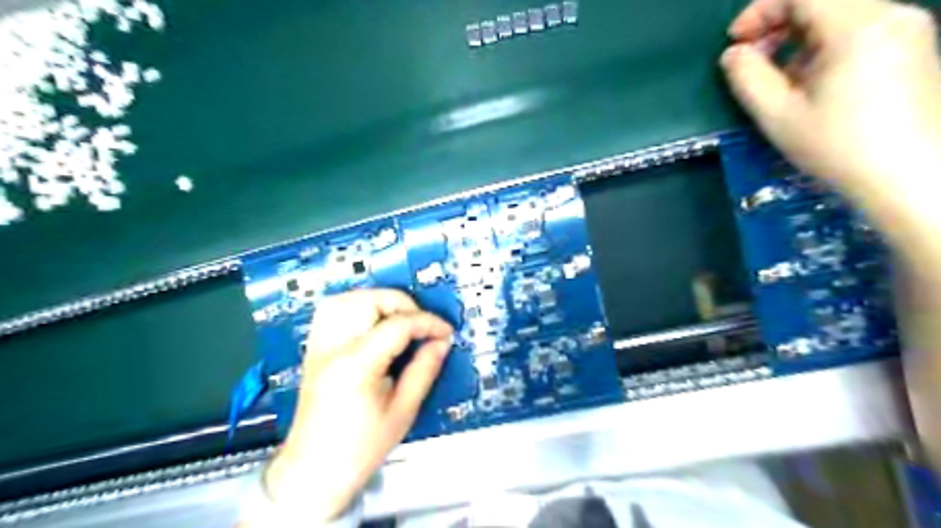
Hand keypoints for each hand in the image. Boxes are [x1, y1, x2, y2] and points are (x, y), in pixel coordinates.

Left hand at [260, 290, 451, 521]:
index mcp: (356, 365)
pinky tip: (372, 321)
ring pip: (346, 298)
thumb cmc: (360, 448)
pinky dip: (355, 306)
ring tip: (399, 319)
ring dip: (378, 301)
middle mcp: (333, 347)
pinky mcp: (314, 349)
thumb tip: (441, 342)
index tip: (445, 332)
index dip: (428, 323)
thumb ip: (424, 370)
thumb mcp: (403, 411)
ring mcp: (319, 346)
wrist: (314, 470)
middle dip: (402, 304)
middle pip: (369, 300)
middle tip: (421, 326)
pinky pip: (331, 311)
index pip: (398, 325)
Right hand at [723, 0, 940, 261]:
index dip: (759, 11)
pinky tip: (812, 82)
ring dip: (799, 38)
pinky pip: (860, 29)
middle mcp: (891, 14)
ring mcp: (908, 29)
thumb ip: (748, 78)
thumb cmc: (838, 147)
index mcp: (857, 26)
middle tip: (751, 62)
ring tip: (779, 79)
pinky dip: (825, 46)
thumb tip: (732, 54)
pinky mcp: (915, 47)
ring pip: (841, 14)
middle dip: (777, 25)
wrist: (911, 176)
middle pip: (823, 0)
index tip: (735, 43)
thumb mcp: (778, 116)